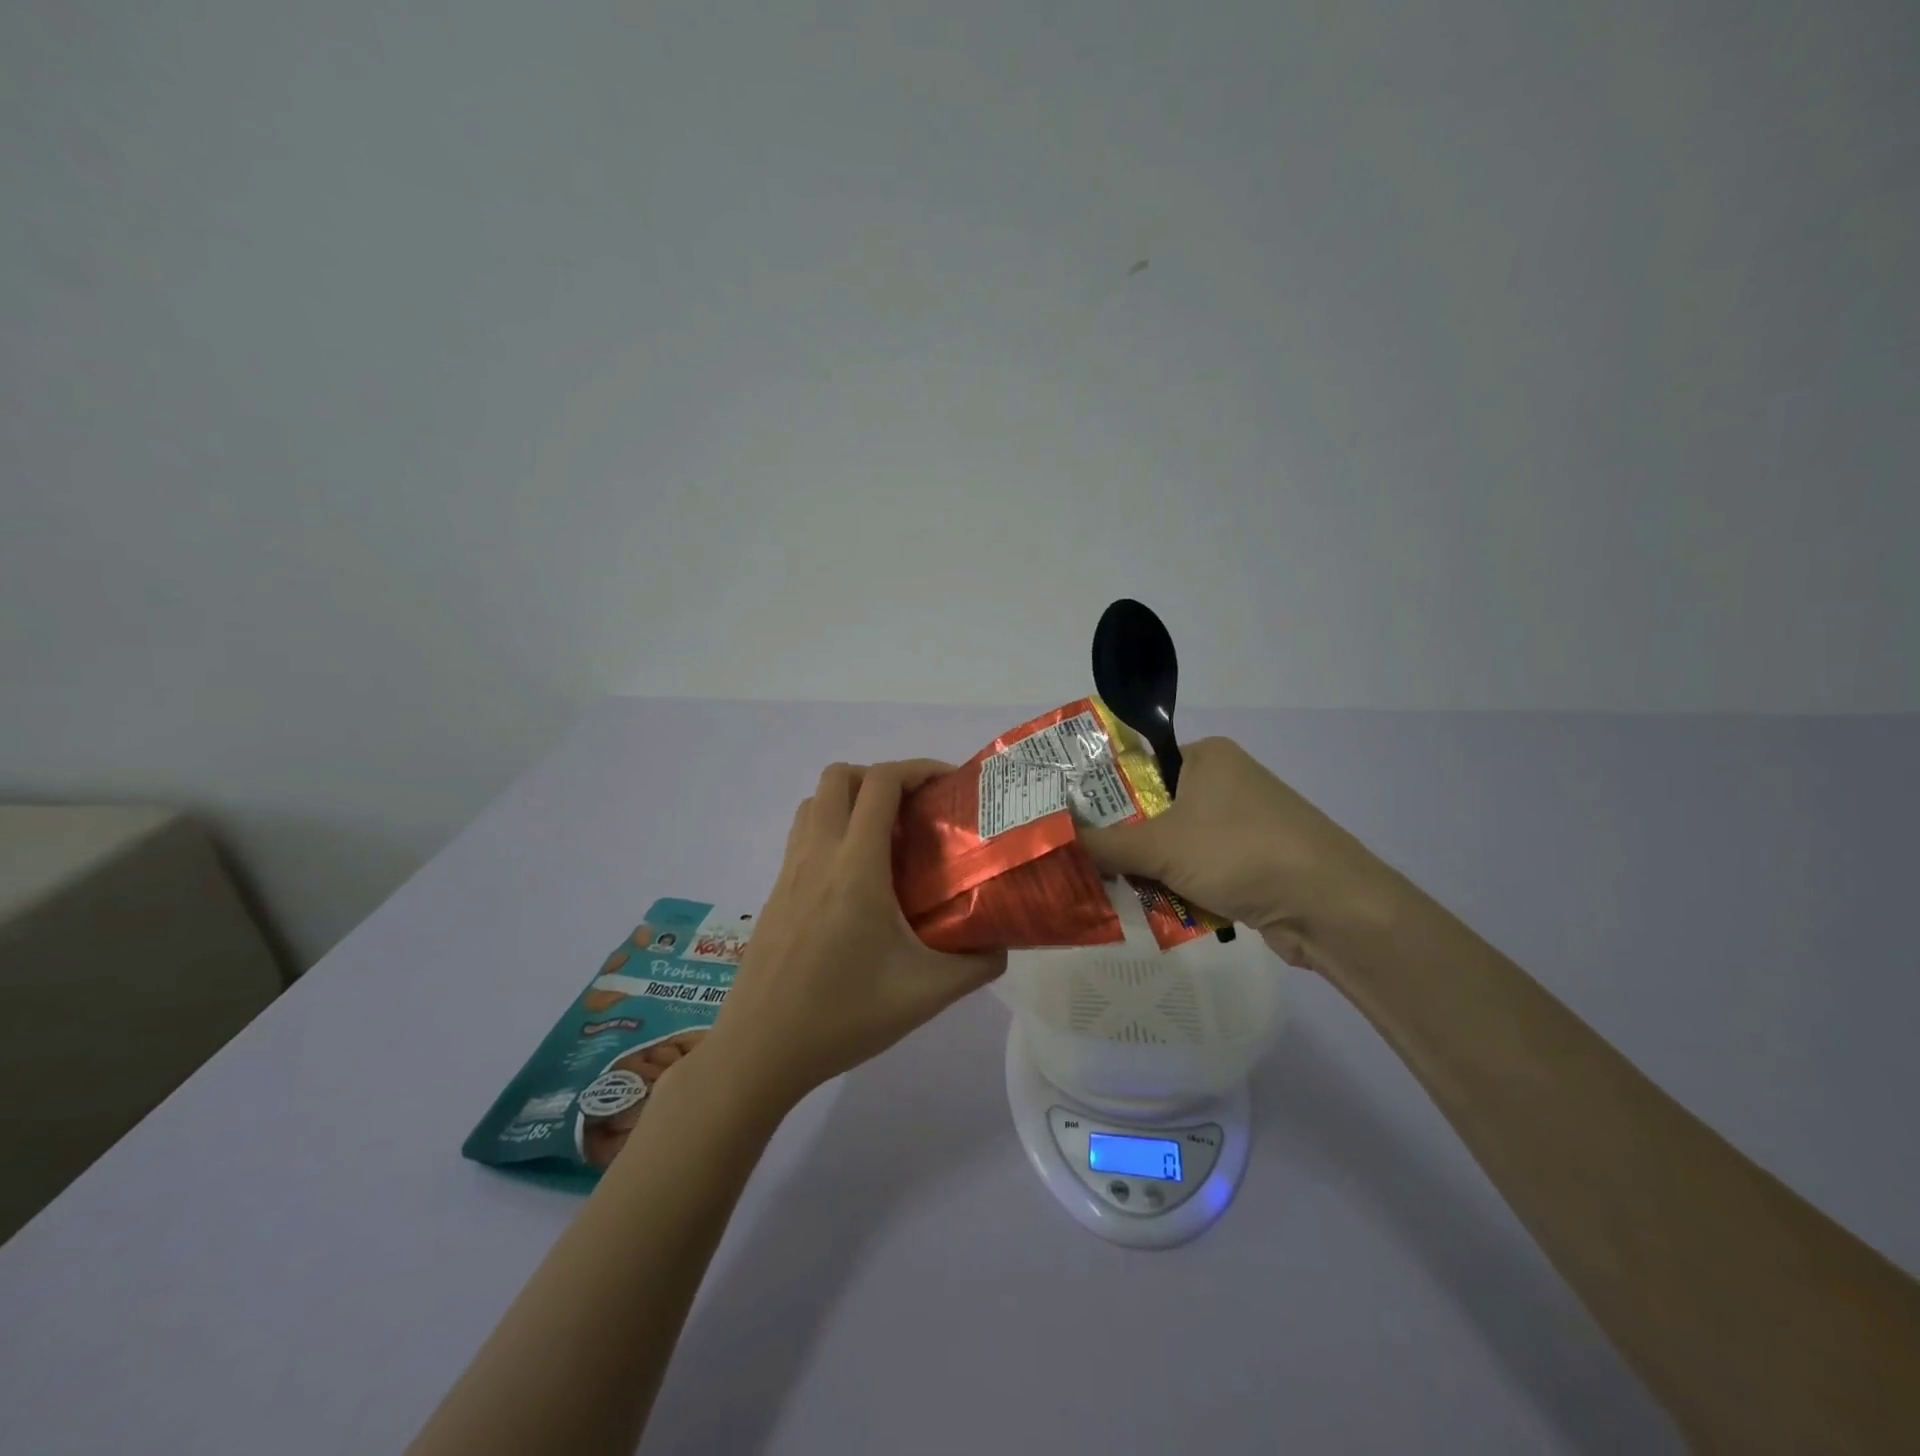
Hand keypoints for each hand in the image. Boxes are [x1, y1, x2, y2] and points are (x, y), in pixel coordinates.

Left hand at [705, 761, 1006, 1109]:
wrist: (760, 1051)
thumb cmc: (843, 1016)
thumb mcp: (926, 994)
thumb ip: (976, 965)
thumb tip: (1002, 944)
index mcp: (855, 866)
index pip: (880, 783)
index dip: (917, 769)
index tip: (948, 784)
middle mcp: (817, 854)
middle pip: (839, 776)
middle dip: (882, 777)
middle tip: (916, 810)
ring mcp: (789, 872)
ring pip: (814, 802)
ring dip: (851, 799)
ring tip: (887, 837)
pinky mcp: (775, 893)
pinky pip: (803, 835)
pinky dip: (832, 828)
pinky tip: (856, 878)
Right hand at [1078, 737, 1391, 968]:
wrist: (1331, 907)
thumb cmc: (1241, 853)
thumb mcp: (1161, 847)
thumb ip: (1103, 843)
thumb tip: (1051, 837)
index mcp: (1205, 757)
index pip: (1136, 767)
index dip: (1100, 795)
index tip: (1068, 823)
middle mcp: (1223, 782)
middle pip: (1152, 810)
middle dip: (1124, 842)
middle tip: (1086, 864)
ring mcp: (1241, 823)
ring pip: (1174, 844)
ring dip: (1151, 870)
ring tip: (1116, 891)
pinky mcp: (1253, 860)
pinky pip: (1199, 867)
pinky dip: (1180, 886)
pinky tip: (1158, 908)